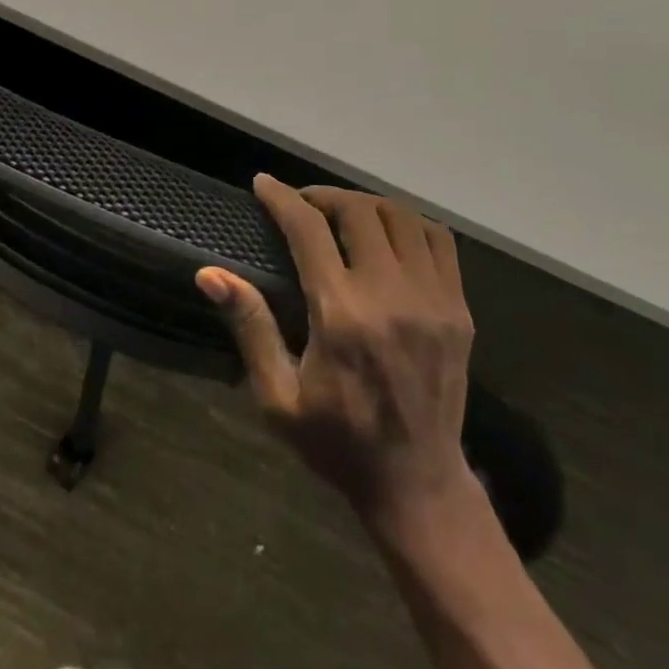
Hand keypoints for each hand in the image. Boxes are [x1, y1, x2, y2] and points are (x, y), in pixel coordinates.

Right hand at [198, 179, 474, 525]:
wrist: (417, 483)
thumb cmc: (337, 441)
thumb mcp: (278, 396)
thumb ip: (250, 326)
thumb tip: (209, 274)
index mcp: (342, 317)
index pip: (308, 230)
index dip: (282, 198)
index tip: (263, 185)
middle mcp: (391, 297)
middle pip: (357, 211)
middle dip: (322, 195)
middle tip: (301, 204)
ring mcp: (433, 300)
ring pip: (399, 216)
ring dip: (364, 204)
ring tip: (340, 213)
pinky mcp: (459, 309)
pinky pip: (437, 239)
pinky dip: (407, 222)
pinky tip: (386, 232)